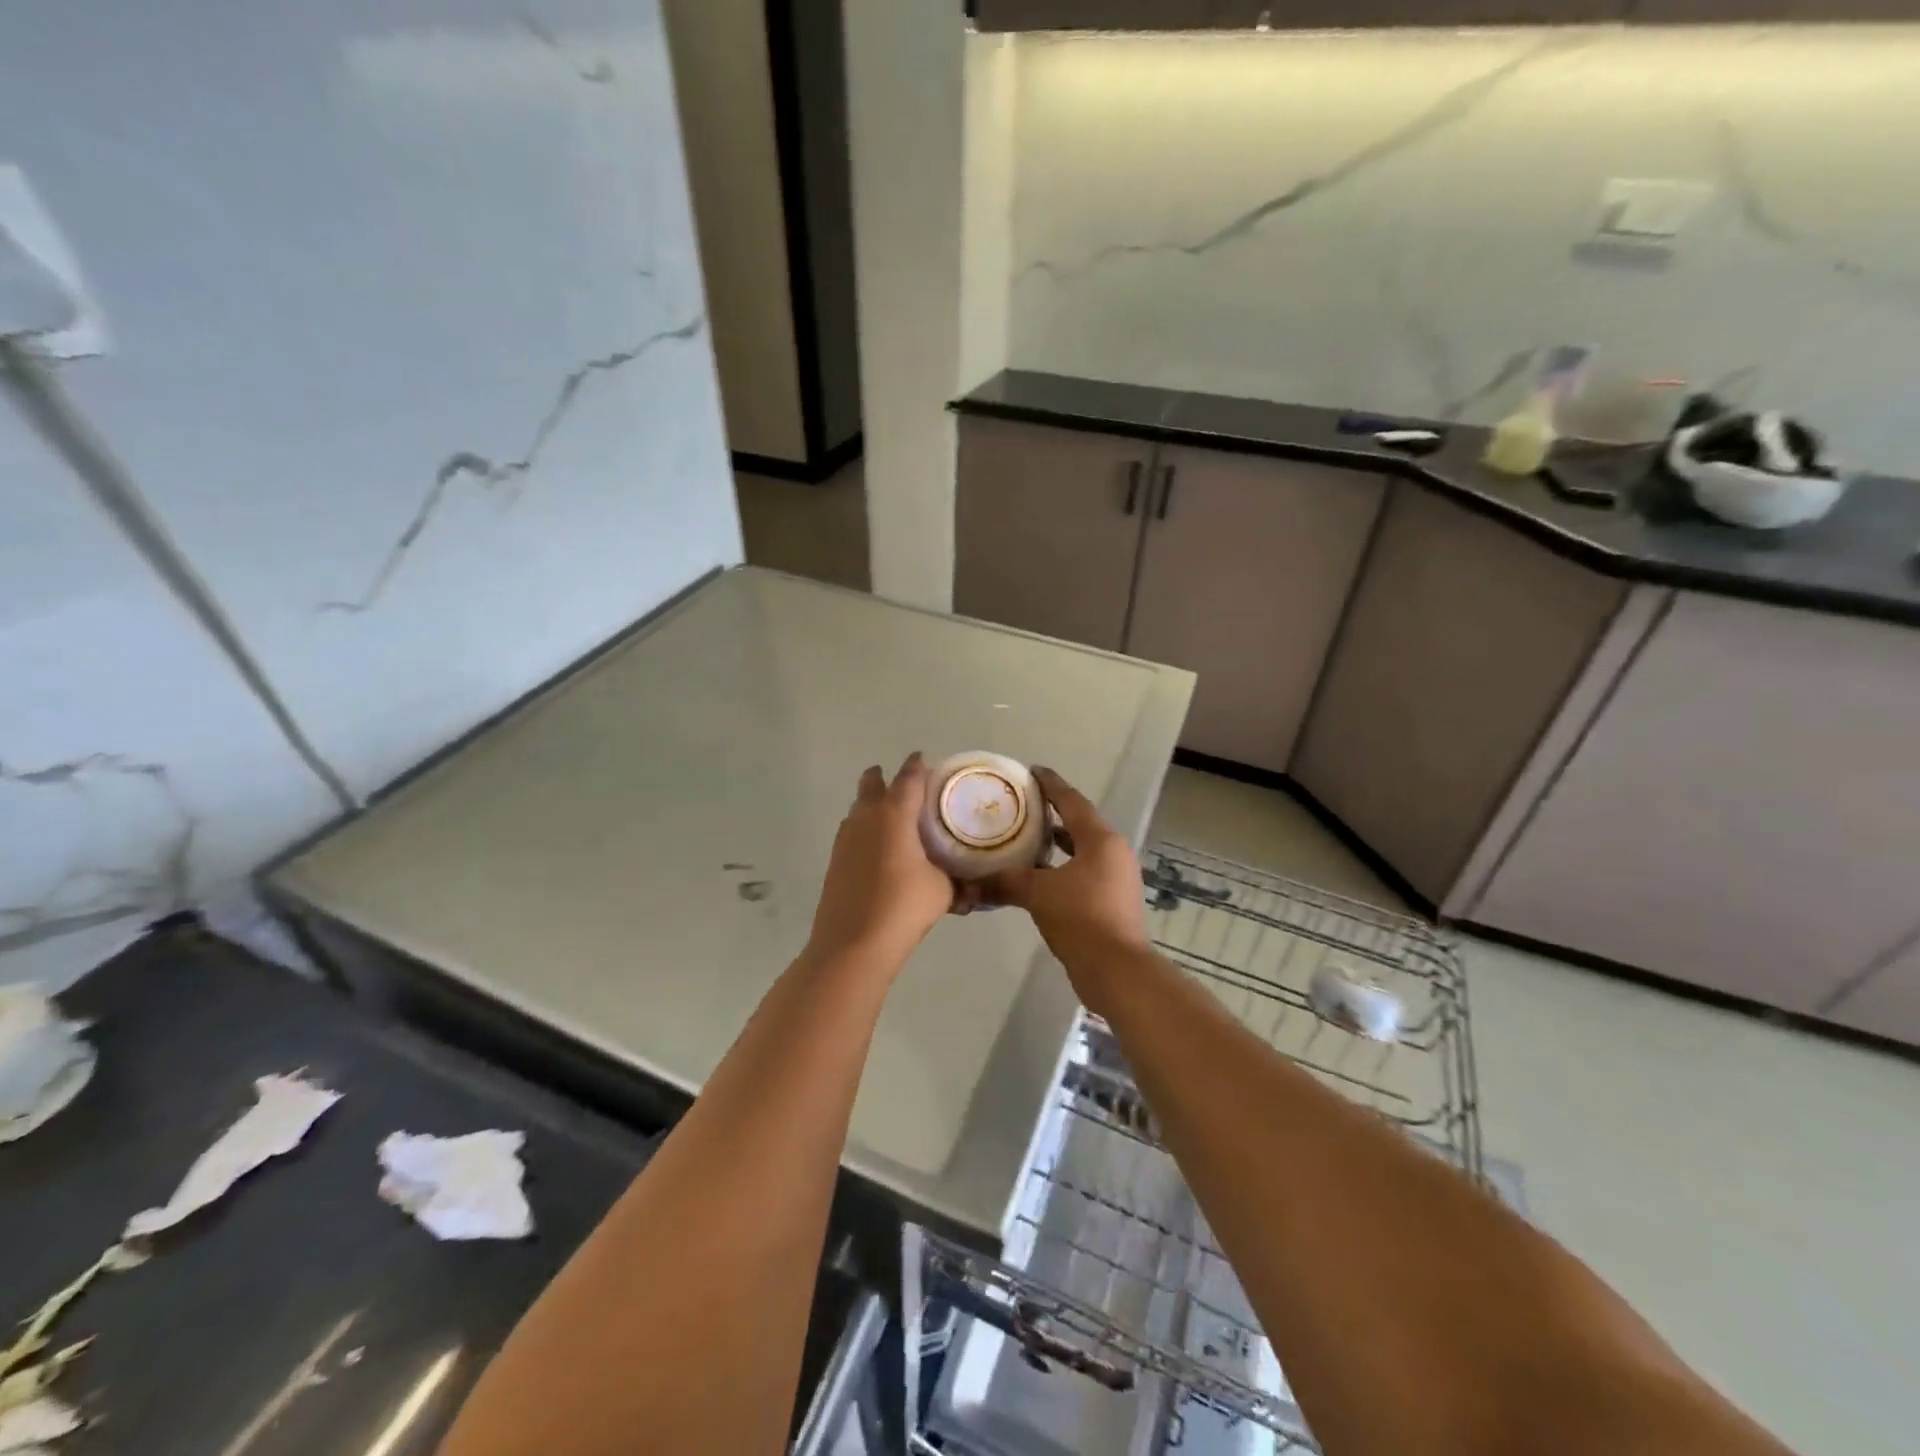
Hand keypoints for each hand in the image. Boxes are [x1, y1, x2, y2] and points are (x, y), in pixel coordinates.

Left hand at [807, 753, 962, 966]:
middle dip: (884, 778)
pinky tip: (879, 849)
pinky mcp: (836, 860)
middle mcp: (866, 818)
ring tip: (894, 818)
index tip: (922, 758)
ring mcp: (846, 838)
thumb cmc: (903, 907)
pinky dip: (866, 830)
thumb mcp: (942, 891)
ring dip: (873, 804)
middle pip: (872, 784)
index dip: (917, 766)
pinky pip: (853, 832)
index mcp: (895, 814)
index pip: (908, 778)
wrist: (853, 943)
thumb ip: (958, 882)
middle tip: (903, 786)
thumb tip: (973, 888)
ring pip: (859, 808)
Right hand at [979, 768, 1148, 976]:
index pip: (1072, 801)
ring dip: (1056, 844)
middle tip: (1021, 807)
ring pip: (1082, 850)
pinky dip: (1062, 868)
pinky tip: (1038, 878)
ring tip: (1025, 839)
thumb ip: (1006, 882)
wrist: (1117, 970)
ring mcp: (1117, 878)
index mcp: (1100, 840)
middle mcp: (1113, 852)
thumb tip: (970, 882)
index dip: (1050, 784)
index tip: (1031, 771)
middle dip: (1051, 814)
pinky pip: (1084, 872)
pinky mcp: (1113, 901)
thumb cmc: (1081, 918)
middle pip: (1079, 824)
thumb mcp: (1038, 894)